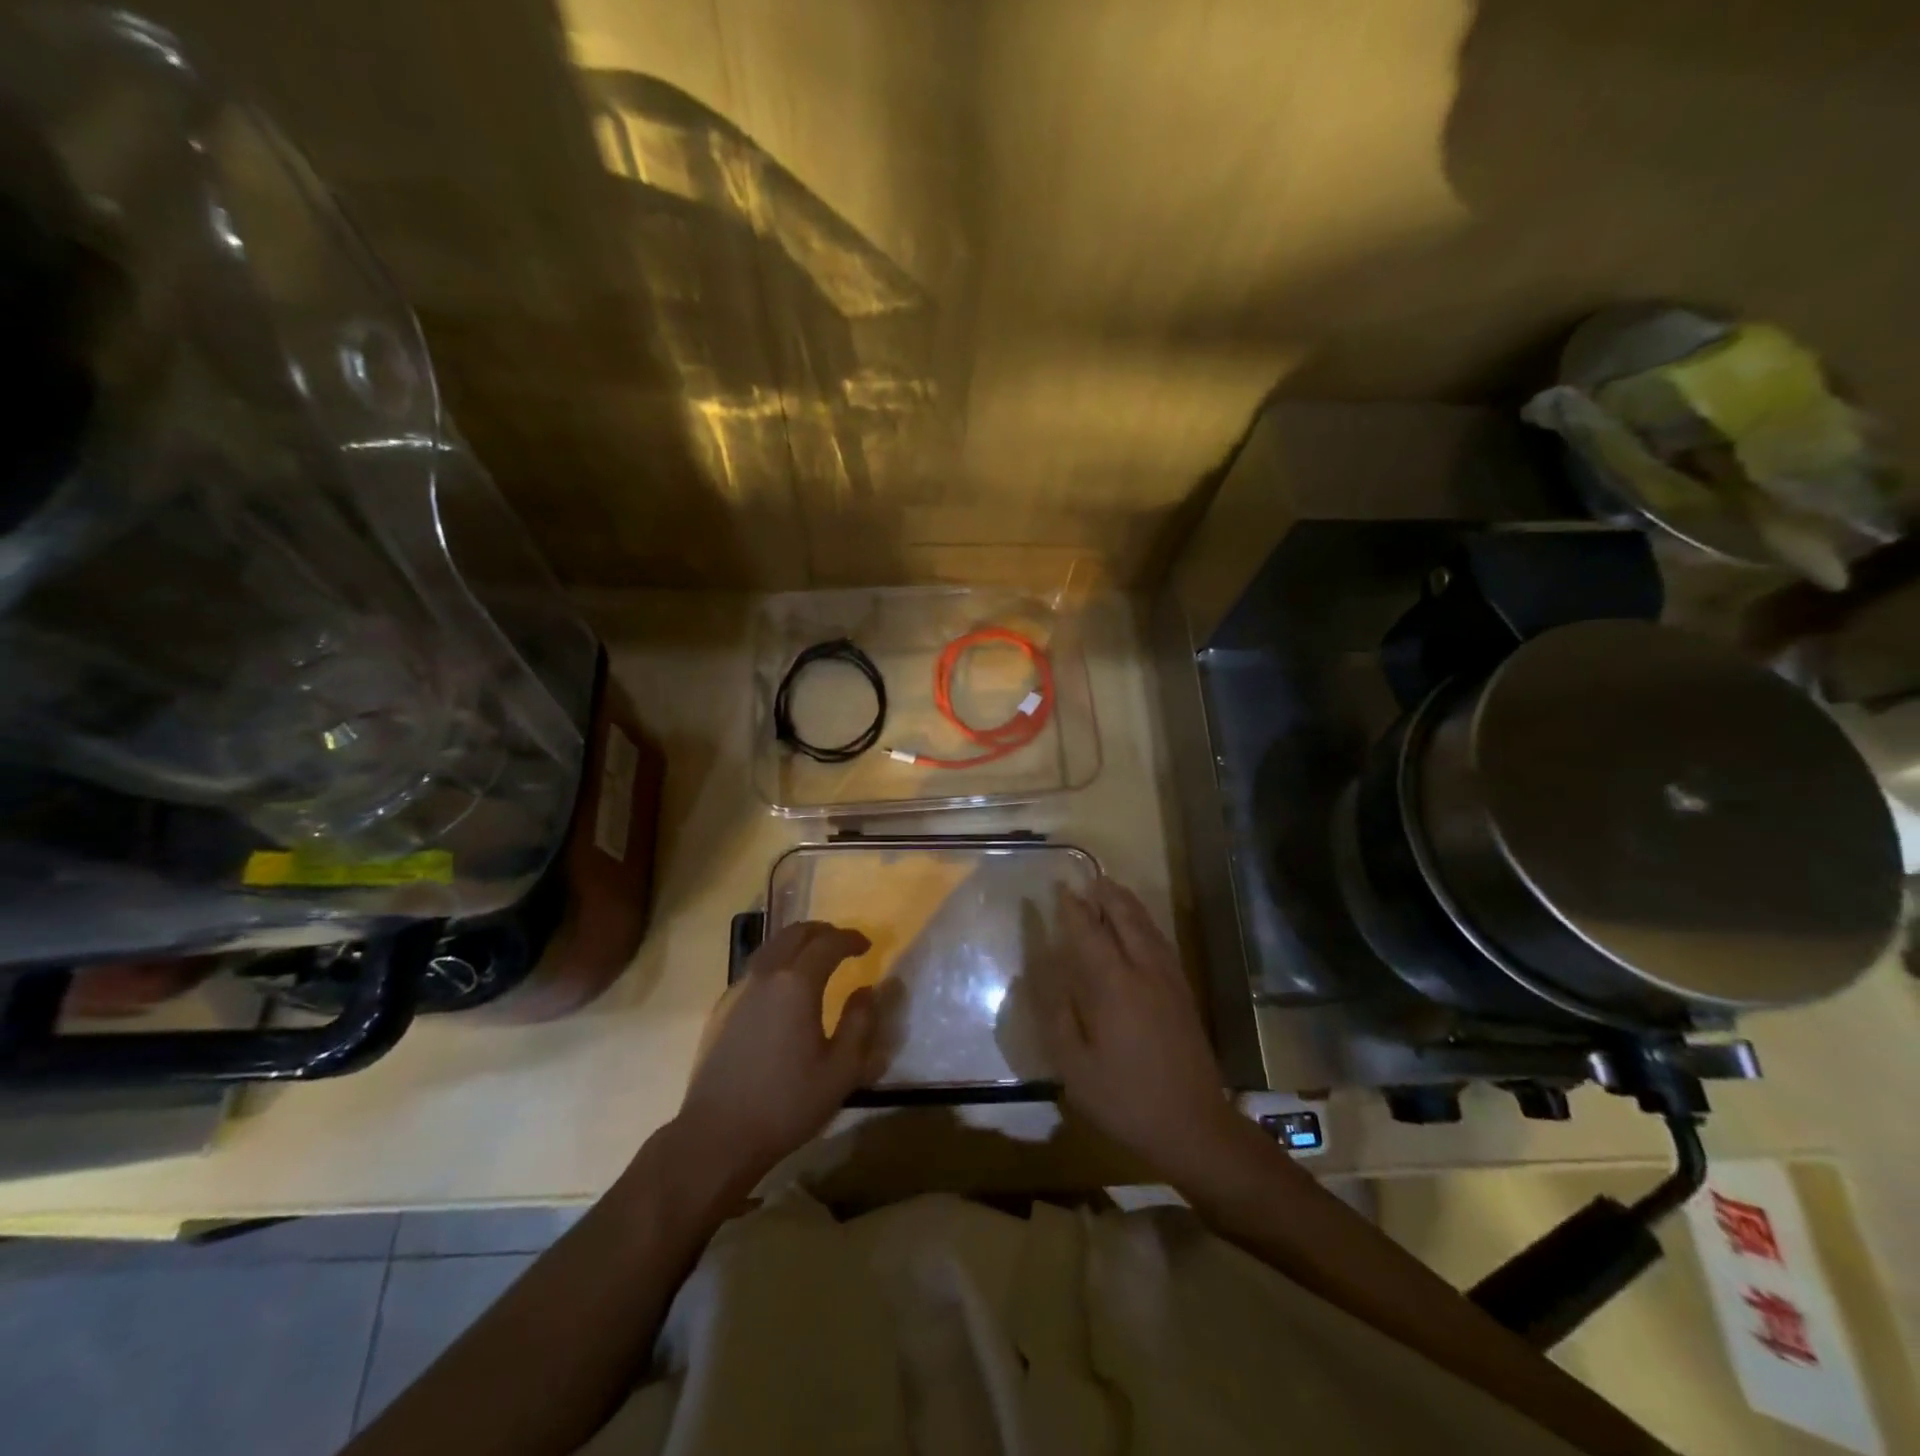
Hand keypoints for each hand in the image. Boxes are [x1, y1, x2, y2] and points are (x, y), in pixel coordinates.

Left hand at [672, 922, 888, 1197]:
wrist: (717, 1135)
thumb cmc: (786, 1103)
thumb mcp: (841, 1070)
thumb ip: (860, 1023)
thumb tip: (868, 991)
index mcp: (797, 983)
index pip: (829, 943)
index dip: (851, 939)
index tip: (866, 946)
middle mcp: (766, 975)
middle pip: (796, 933)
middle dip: (823, 932)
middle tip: (842, 944)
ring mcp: (738, 990)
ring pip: (771, 947)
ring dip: (797, 943)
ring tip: (814, 959)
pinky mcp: (721, 1009)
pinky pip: (755, 968)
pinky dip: (776, 962)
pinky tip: (782, 989)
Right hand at [1037, 878, 1250, 1183]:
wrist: (1194, 1126)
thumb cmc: (1126, 1100)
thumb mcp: (1076, 1068)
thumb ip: (1057, 1017)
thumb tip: (1040, 977)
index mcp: (1113, 986)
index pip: (1089, 932)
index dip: (1072, 908)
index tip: (1059, 887)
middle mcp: (1144, 972)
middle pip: (1125, 918)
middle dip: (1106, 895)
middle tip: (1088, 879)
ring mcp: (1169, 981)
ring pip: (1148, 928)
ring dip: (1128, 905)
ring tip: (1112, 891)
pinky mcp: (1184, 994)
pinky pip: (1162, 943)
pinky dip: (1146, 924)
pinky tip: (1141, 929)